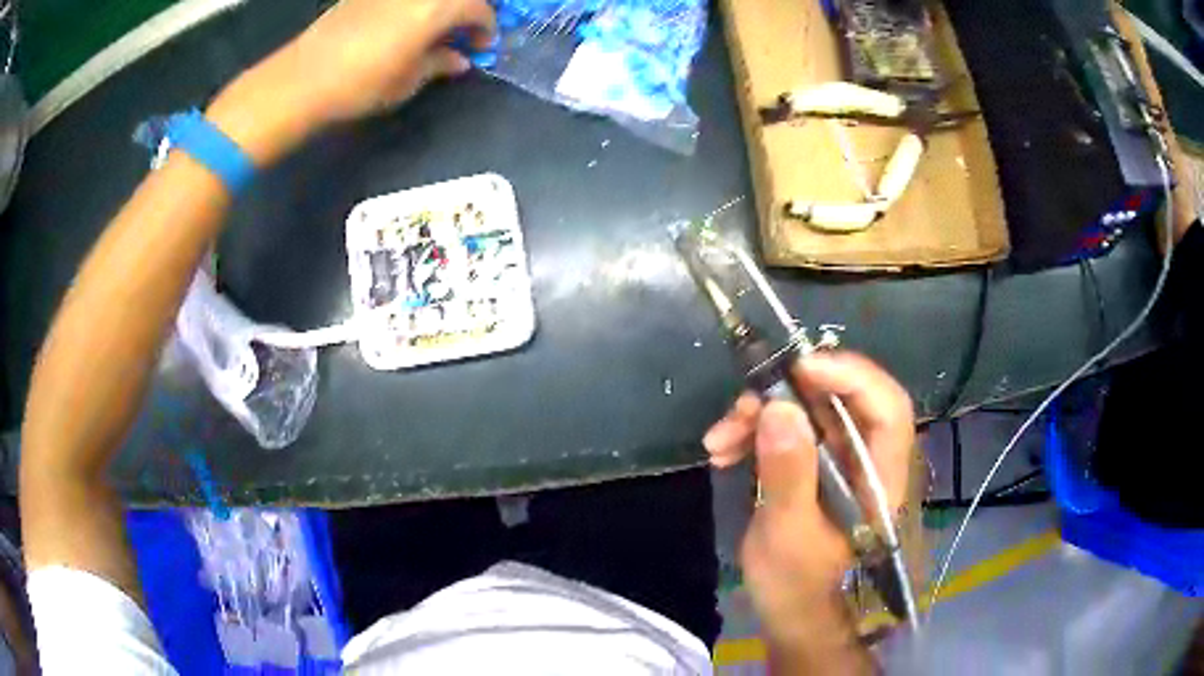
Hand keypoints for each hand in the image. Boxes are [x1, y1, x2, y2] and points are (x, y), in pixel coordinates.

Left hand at [206, 0, 495, 163]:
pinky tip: (402, 24)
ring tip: (432, 29)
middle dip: (465, 11)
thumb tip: (459, 59)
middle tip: (461, 33)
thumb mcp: (408, 81)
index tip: (481, 47)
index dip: (485, 28)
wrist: (302, 79)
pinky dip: (411, 7)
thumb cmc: (361, 84)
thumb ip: (439, 63)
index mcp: (437, 7)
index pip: (477, 9)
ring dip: (438, 8)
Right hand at [704, 352, 912, 660]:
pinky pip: (787, 428)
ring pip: (808, 409)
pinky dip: (754, 431)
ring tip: (720, 439)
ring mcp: (839, 459)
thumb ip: (788, 474)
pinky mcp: (813, 463)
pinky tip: (722, 450)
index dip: (852, 377)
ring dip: (761, 414)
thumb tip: (779, 407)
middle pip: (842, 399)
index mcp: (880, 478)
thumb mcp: (788, 533)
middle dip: (789, 394)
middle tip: (744, 406)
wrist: (789, 612)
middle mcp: (866, 458)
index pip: (887, 407)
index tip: (801, 369)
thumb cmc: (796, 584)